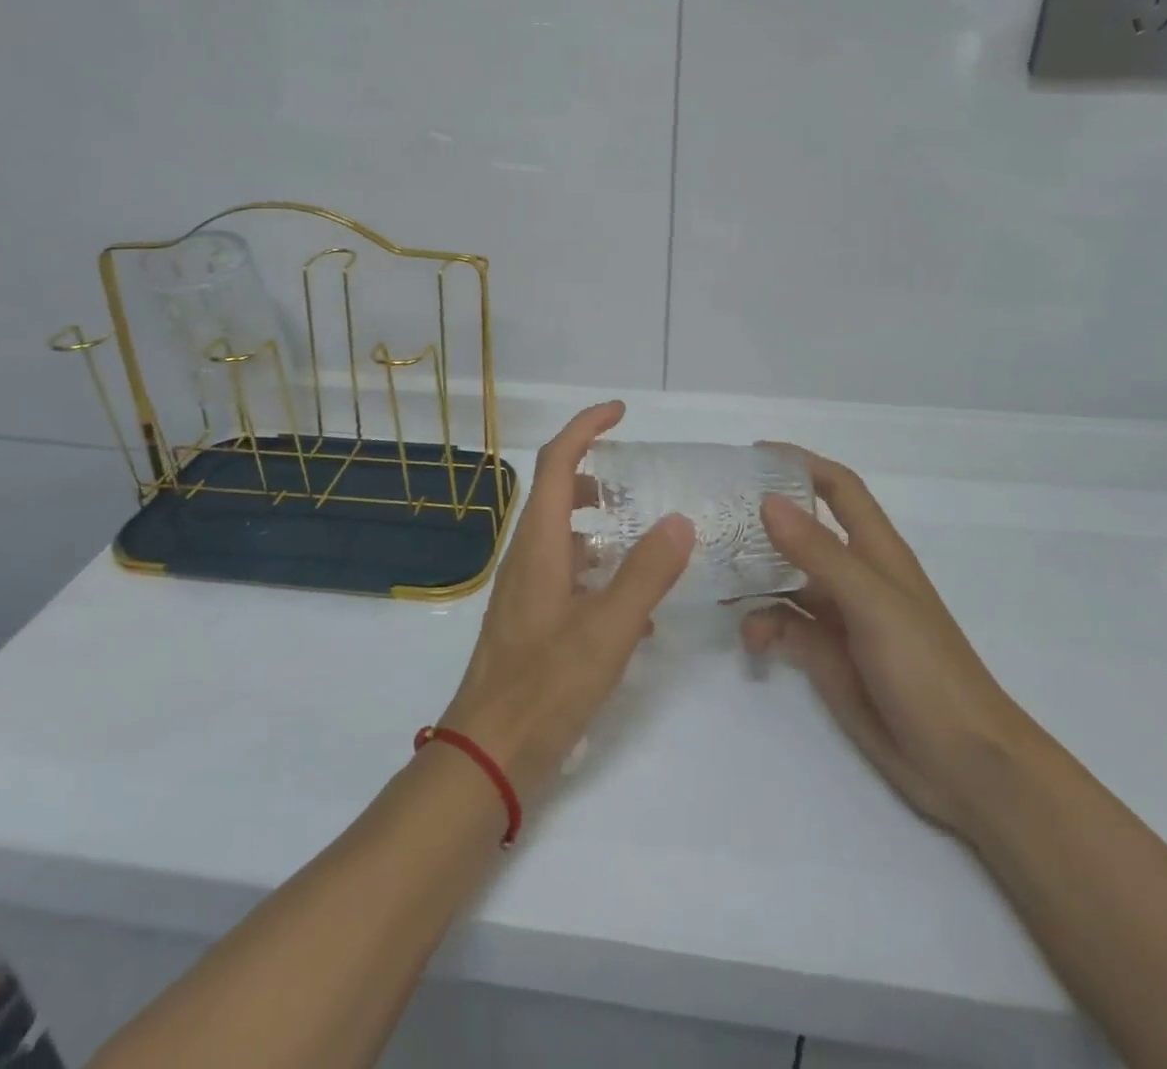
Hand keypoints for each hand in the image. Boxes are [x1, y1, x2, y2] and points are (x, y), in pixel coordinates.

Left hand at [441, 402, 694, 801]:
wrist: (489, 754)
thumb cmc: (545, 687)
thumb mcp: (608, 629)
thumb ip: (646, 573)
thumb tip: (678, 519)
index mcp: (540, 543)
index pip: (558, 462)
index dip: (586, 428)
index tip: (621, 412)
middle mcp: (527, 556)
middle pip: (560, 494)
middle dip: (600, 478)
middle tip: (642, 483)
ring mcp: (526, 590)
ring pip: (566, 536)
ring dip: (603, 526)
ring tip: (649, 541)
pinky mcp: (531, 620)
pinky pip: (568, 575)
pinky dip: (600, 571)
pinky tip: (636, 609)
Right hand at [741, 448, 1039, 835]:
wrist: (963, 764)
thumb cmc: (927, 670)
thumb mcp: (872, 603)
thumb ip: (819, 553)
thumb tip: (767, 502)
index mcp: (875, 551)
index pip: (839, 488)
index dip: (802, 464)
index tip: (753, 456)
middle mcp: (854, 576)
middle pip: (801, 532)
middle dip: (761, 522)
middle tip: (712, 518)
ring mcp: (839, 618)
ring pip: (784, 581)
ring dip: (752, 578)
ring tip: (714, 578)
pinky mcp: (826, 656)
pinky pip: (783, 627)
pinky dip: (762, 626)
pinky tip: (750, 640)